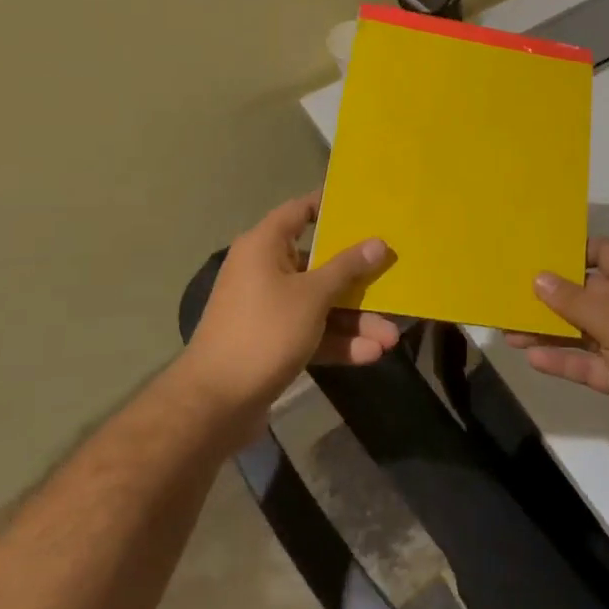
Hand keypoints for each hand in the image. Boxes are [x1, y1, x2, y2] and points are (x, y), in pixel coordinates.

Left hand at [181, 192, 397, 433]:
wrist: (215, 403)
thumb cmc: (264, 331)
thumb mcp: (313, 296)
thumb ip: (347, 268)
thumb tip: (378, 242)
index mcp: (265, 246)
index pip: (301, 210)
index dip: (332, 206)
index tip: (368, 207)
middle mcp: (264, 270)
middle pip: (320, 263)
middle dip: (359, 279)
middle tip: (393, 278)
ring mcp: (268, 308)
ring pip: (320, 303)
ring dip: (355, 319)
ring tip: (391, 338)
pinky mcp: (273, 341)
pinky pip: (312, 330)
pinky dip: (337, 340)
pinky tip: (370, 354)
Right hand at [507, 238, 608, 473]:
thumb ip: (574, 300)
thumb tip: (539, 277)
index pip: (603, 252)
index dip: (572, 250)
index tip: (535, 254)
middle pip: (587, 292)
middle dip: (551, 296)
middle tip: (511, 295)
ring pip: (582, 329)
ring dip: (550, 330)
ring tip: (510, 331)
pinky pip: (587, 362)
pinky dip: (563, 360)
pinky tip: (533, 359)